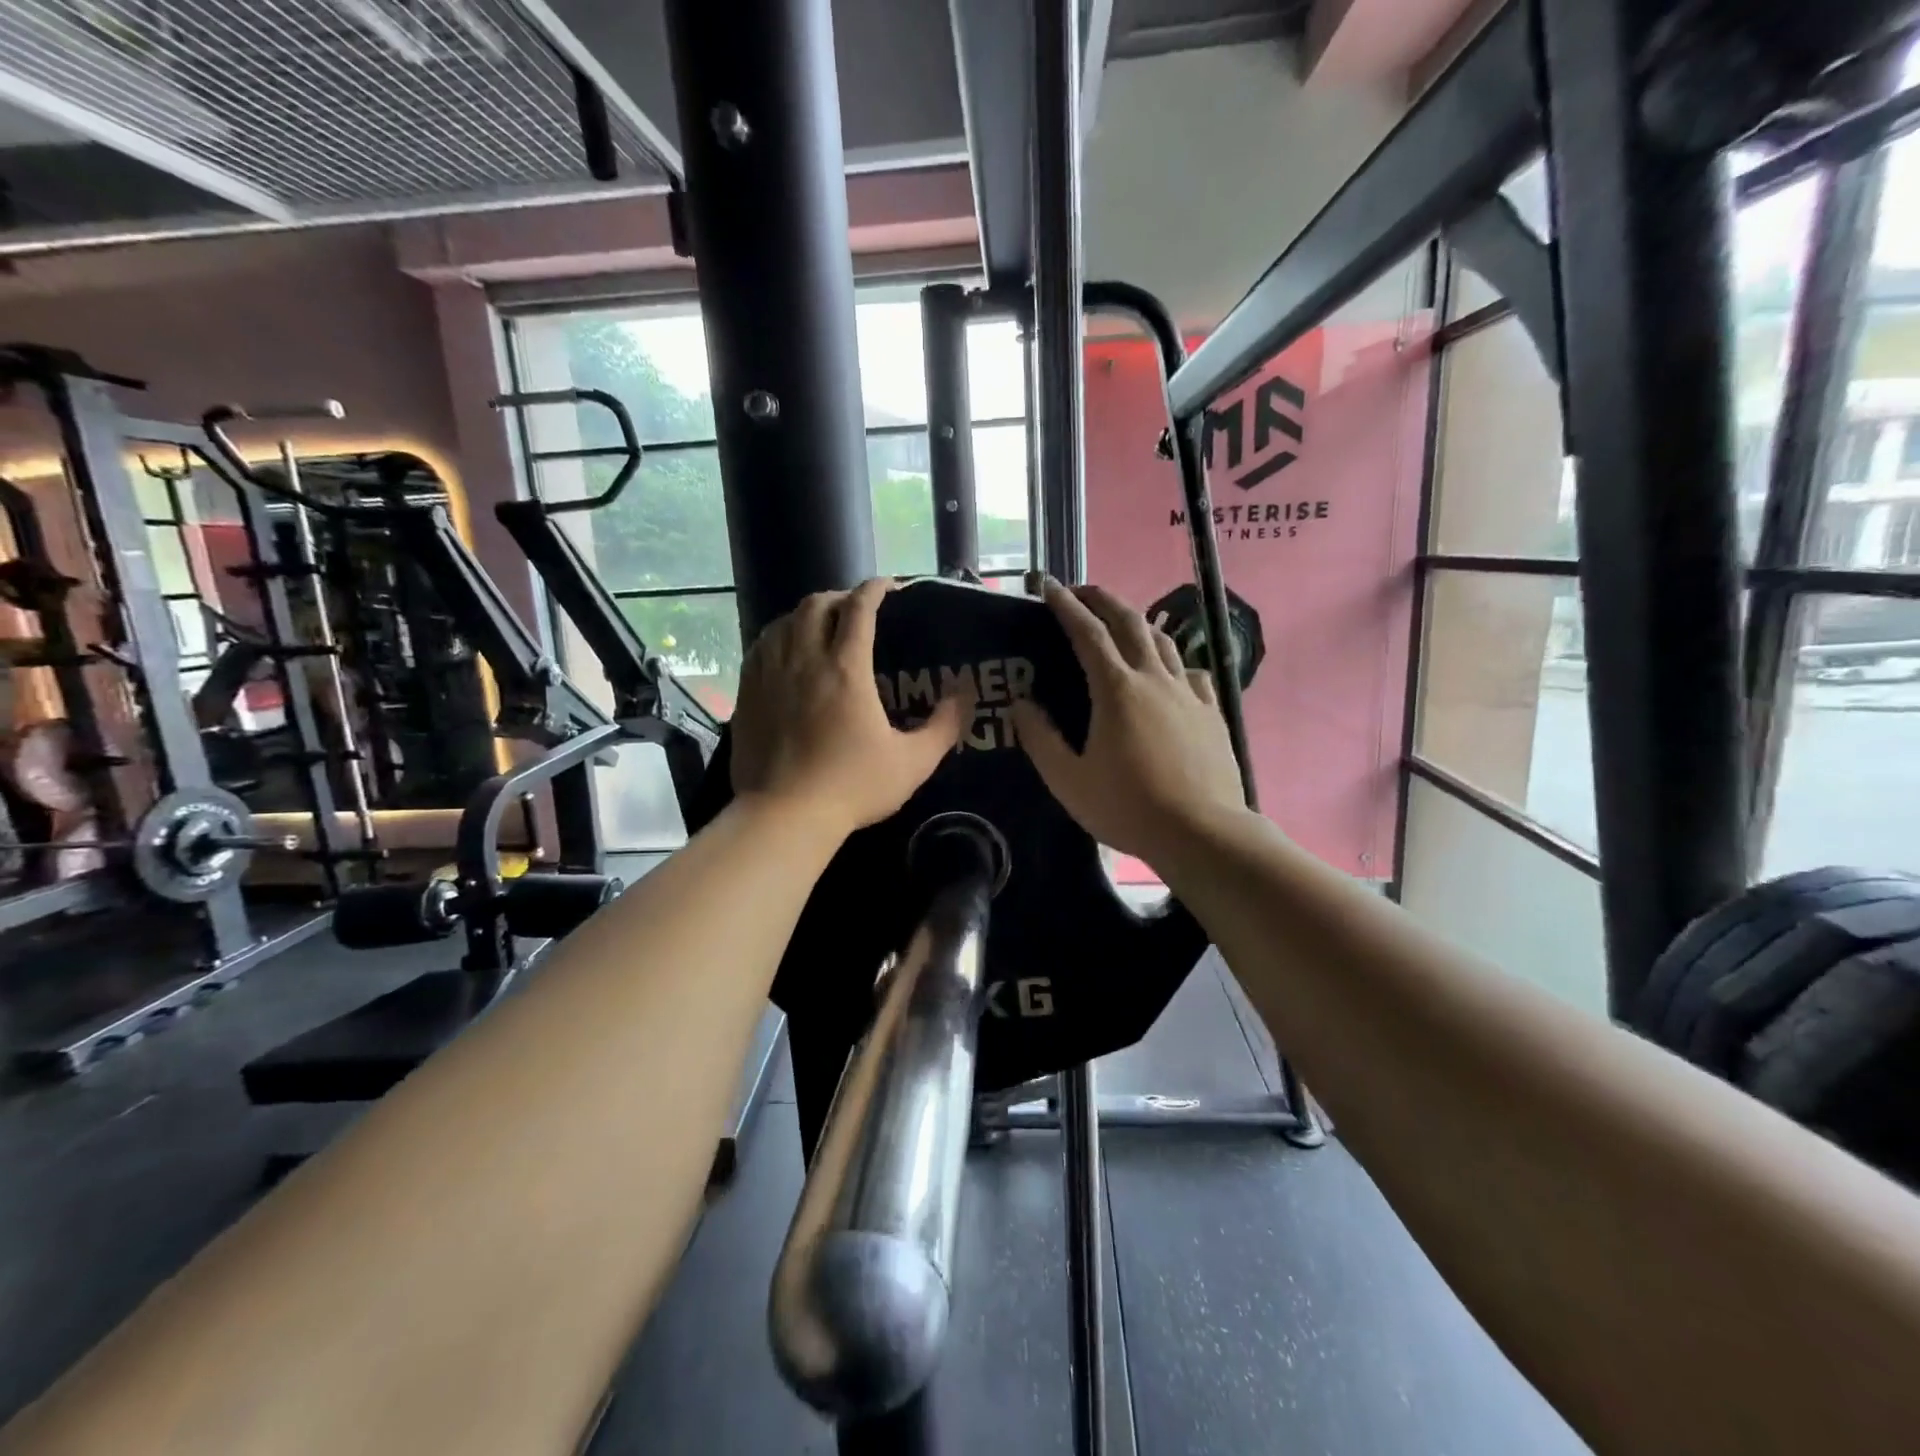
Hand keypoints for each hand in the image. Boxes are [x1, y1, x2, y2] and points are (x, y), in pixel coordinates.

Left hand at [731, 578, 971, 839]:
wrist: (784, 815)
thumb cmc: (852, 787)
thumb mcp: (912, 763)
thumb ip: (943, 727)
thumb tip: (963, 697)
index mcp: (846, 668)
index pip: (859, 608)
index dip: (875, 589)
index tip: (889, 587)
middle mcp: (804, 659)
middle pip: (816, 604)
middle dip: (839, 597)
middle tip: (857, 610)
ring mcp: (770, 674)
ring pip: (784, 621)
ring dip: (807, 614)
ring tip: (821, 625)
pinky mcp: (747, 693)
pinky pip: (760, 646)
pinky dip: (778, 636)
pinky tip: (786, 650)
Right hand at [1011, 580, 1250, 867]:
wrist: (1201, 832)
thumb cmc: (1128, 807)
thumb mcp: (1069, 780)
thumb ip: (1041, 739)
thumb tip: (1021, 704)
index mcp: (1115, 689)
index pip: (1087, 632)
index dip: (1065, 605)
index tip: (1048, 586)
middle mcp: (1154, 678)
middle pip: (1129, 622)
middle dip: (1103, 599)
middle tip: (1081, 592)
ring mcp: (1188, 692)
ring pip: (1163, 640)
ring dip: (1138, 622)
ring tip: (1121, 622)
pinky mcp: (1211, 711)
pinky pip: (1191, 671)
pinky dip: (1173, 660)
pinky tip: (1169, 672)